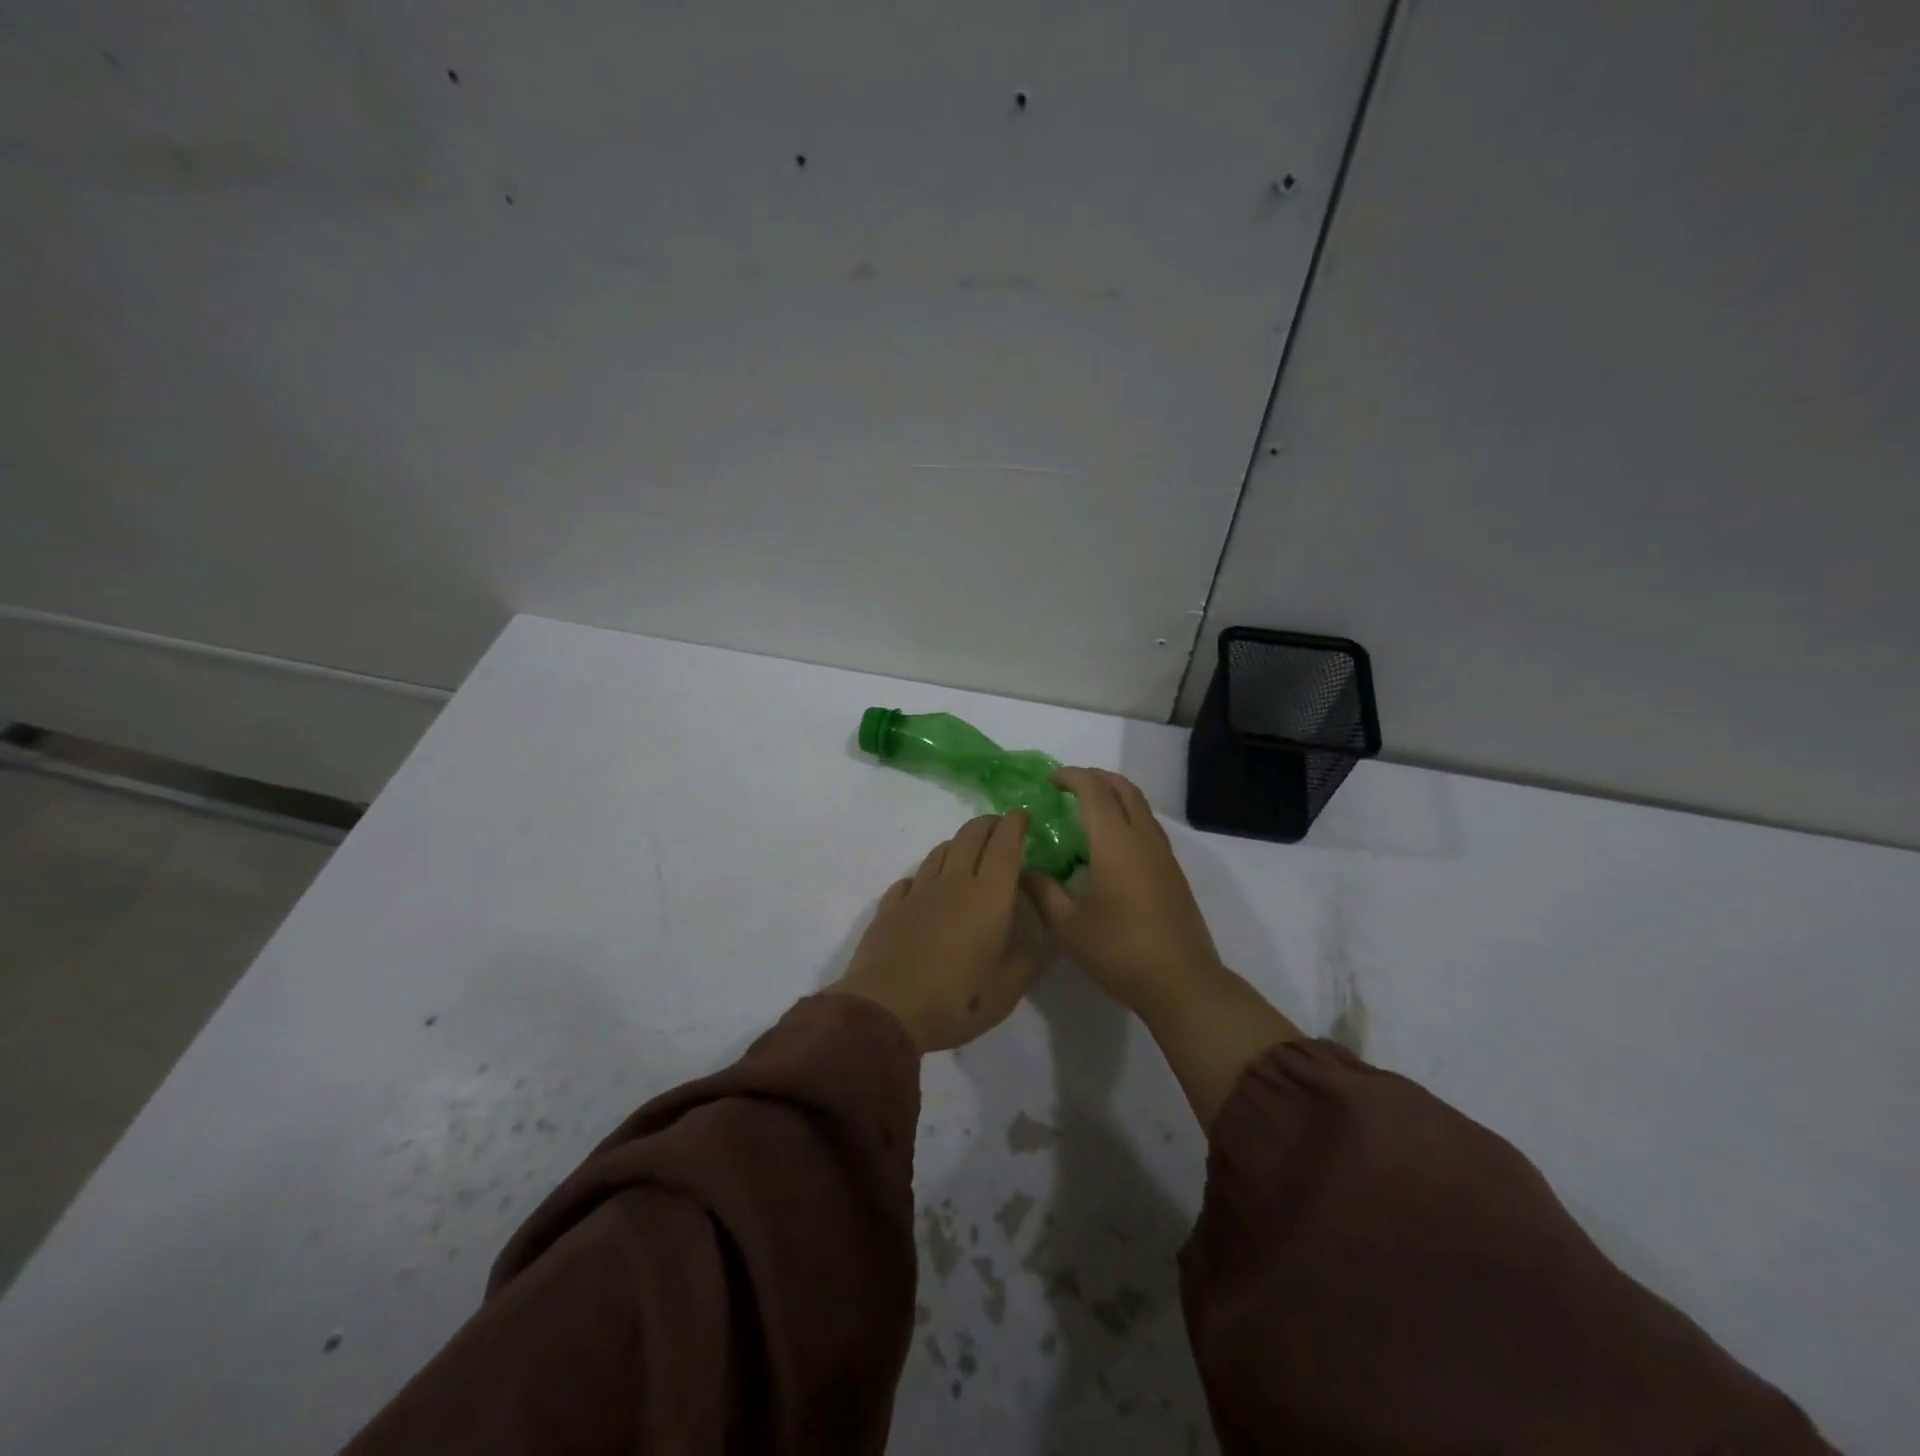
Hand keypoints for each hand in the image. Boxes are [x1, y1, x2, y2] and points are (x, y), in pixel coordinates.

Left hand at [833, 812, 1047, 1052]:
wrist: (887, 1010)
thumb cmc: (957, 999)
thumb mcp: (1008, 989)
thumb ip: (1029, 958)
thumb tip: (1041, 938)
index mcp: (989, 896)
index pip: (1005, 846)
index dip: (1015, 824)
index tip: (1023, 814)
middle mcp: (954, 882)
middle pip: (970, 836)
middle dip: (988, 824)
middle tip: (999, 825)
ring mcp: (918, 892)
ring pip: (940, 853)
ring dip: (957, 844)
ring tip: (966, 851)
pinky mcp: (890, 908)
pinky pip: (910, 880)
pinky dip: (924, 876)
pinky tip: (923, 888)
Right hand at [1023, 768, 1223, 1015]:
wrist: (1182, 983)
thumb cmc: (1119, 951)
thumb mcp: (1068, 926)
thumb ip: (1043, 892)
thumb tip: (1022, 871)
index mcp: (1115, 843)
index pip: (1094, 790)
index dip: (1071, 777)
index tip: (1049, 780)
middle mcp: (1143, 839)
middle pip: (1123, 788)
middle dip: (1095, 777)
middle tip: (1068, 785)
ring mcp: (1163, 855)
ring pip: (1140, 806)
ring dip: (1114, 795)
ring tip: (1088, 808)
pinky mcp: (1173, 872)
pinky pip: (1148, 826)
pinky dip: (1127, 816)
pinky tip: (1111, 844)